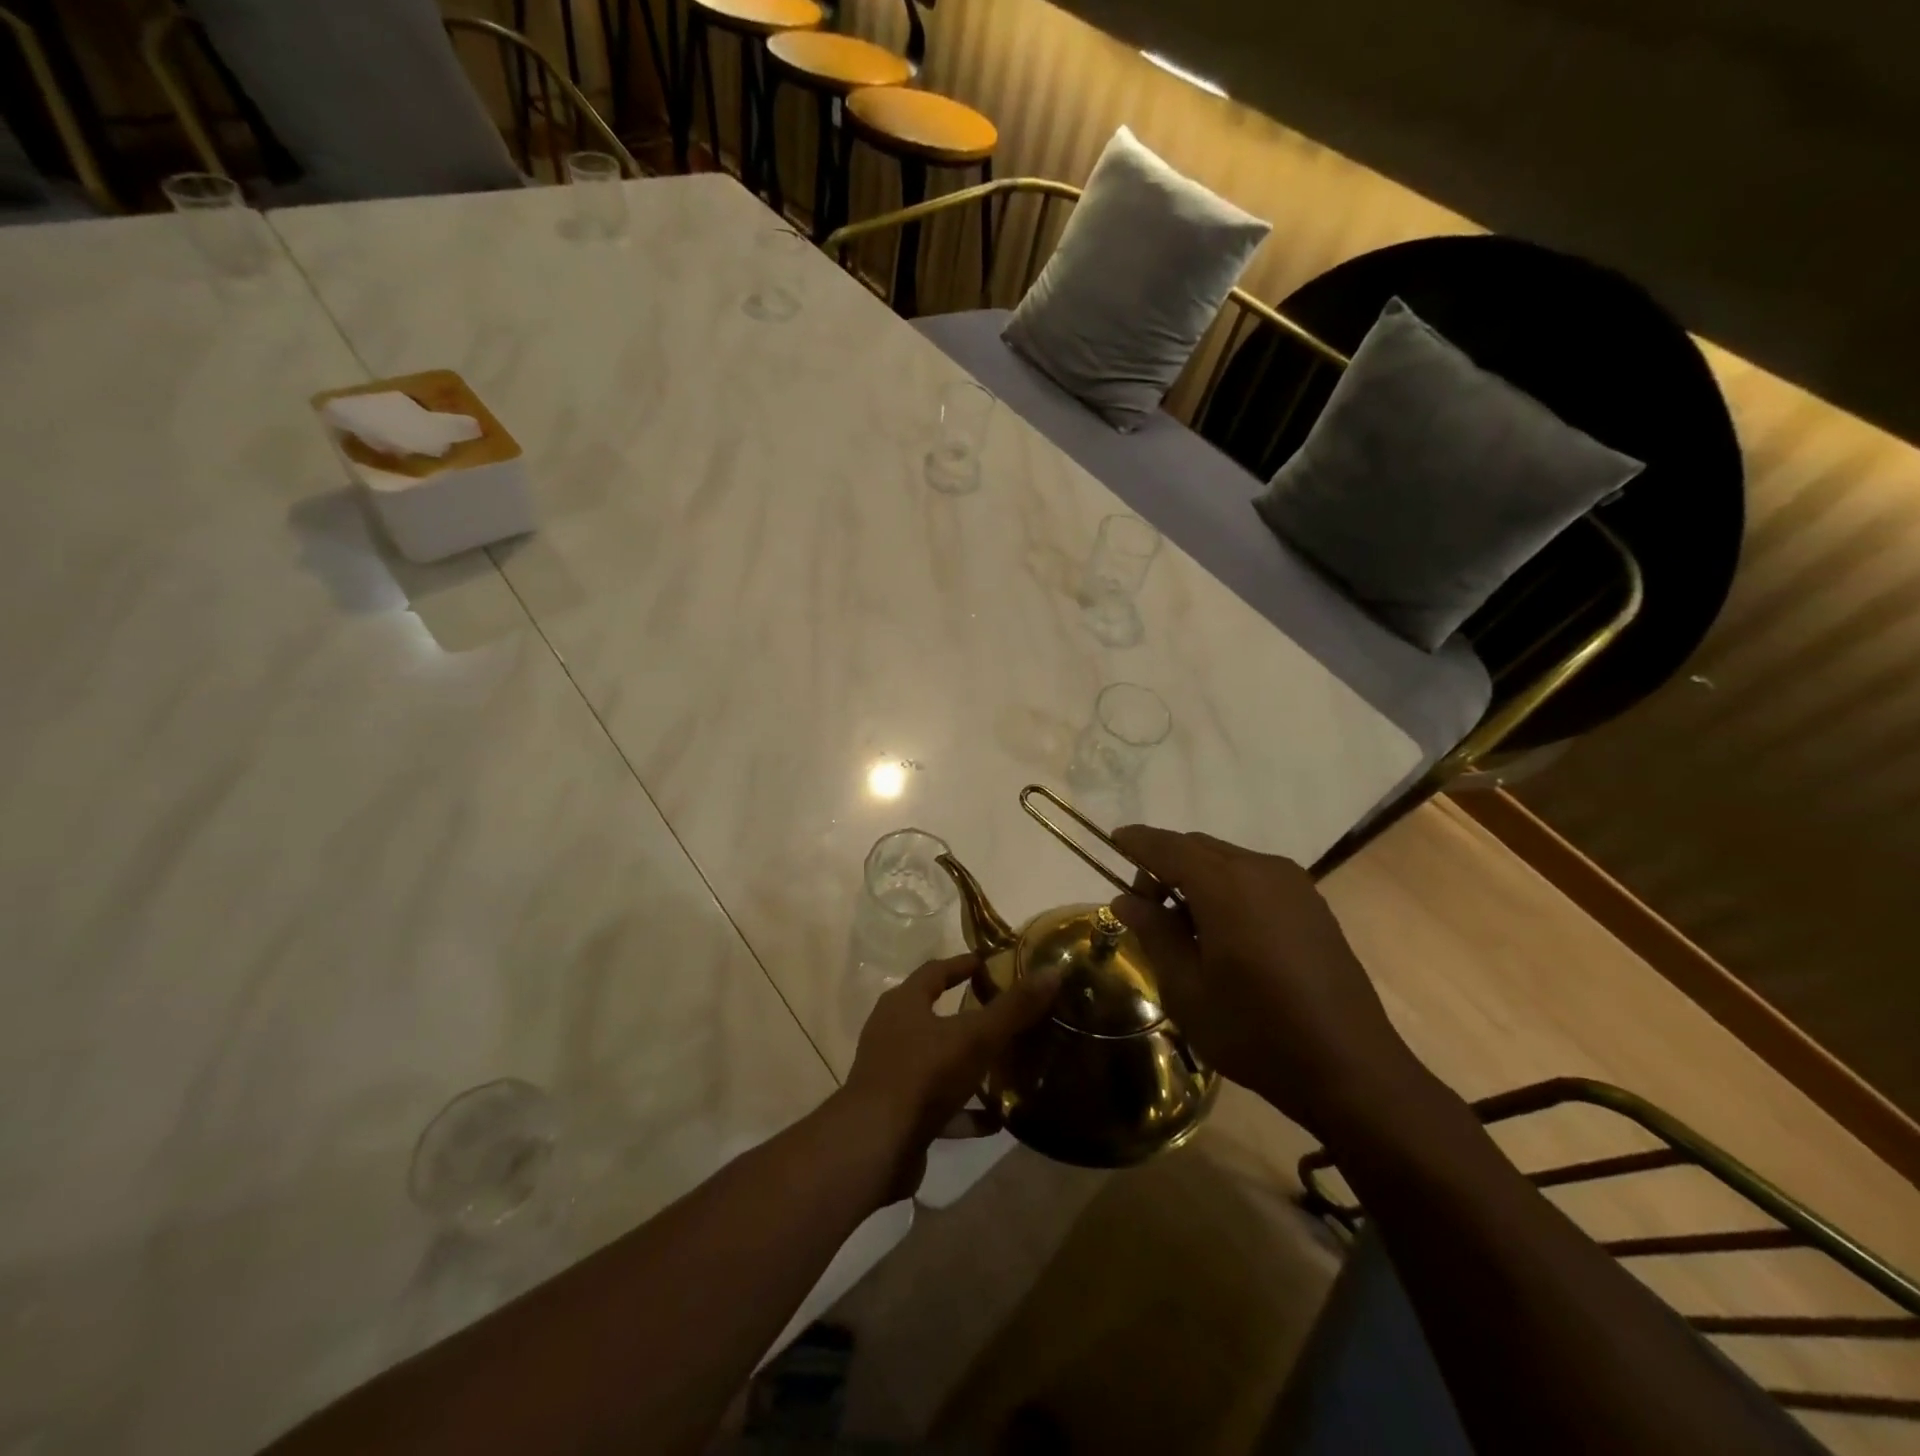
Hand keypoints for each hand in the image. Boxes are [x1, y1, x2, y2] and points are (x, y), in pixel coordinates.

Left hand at [840, 953, 1062, 1201]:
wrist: (875, 1146)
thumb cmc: (923, 1076)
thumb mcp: (975, 1038)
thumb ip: (1013, 1008)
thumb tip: (1052, 972)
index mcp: (904, 1004)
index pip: (935, 971)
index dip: (963, 964)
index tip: (989, 962)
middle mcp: (892, 1032)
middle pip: (933, 1014)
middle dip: (967, 1014)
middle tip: (1003, 1013)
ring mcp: (892, 1074)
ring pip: (936, 1061)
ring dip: (967, 1064)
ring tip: (1005, 1066)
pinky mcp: (897, 1113)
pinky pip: (937, 1105)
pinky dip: (964, 1110)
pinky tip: (995, 1120)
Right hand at [1108, 826, 1419, 1132]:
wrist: (1351, 1068)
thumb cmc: (1256, 1032)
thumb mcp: (1187, 989)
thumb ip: (1155, 933)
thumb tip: (1126, 899)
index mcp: (1226, 886)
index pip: (1168, 847)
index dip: (1137, 841)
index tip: (1113, 839)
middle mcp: (1261, 870)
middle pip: (1198, 847)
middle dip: (1165, 864)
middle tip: (1146, 908)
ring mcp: (1294, 884)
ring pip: (1227, 860)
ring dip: (1197, 876)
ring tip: (1185, 926)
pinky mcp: (1312, 904)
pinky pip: (1255, 877)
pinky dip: (1227, 887)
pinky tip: (1225, 932)